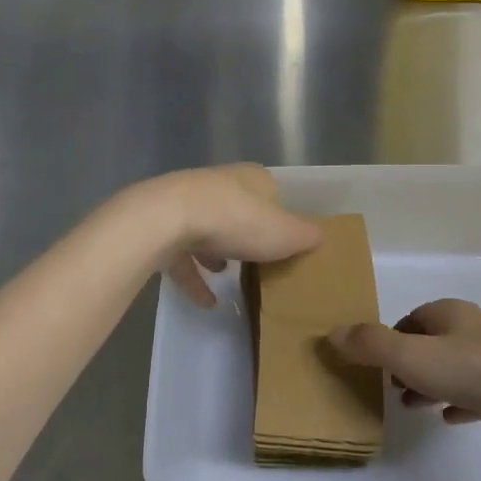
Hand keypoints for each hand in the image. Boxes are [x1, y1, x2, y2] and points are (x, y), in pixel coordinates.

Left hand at [131, 164, 321, 307]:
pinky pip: (182, 255)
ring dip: (217, 251)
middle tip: (258, 261)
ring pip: (208, 229)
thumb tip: (319, 236)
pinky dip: (194, 277)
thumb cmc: (238, 221)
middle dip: (246, 234)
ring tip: (228, 275)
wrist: (168, 218)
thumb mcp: (286, 233)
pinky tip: (206, 302)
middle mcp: (220, 184)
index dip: (280, 217)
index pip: (273, 193)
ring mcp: (186, 203)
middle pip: (239, 209)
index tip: (284, 243)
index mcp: (252, 178)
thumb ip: (306, 236)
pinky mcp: (162, 226)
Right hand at [328, 299, 480, 453]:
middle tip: (390, 389)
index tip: (374, 365)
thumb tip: (331, 332)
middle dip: (409, 363)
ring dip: (433, 384)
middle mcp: (474, 328)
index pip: (411, 318)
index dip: (389, 339)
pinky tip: (451, 419)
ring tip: (413, 407)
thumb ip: (371, 346)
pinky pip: (480, 392)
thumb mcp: (414, 357)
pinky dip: (461, 402)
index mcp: (449, 314)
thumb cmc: (478, 370)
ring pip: (455, 367)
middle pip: (433, 341)